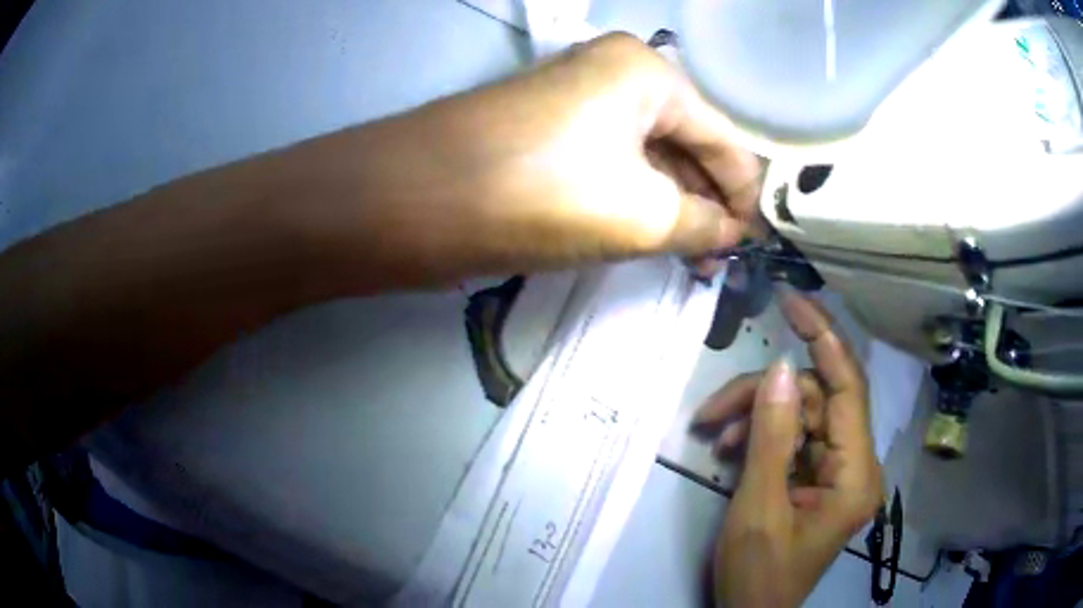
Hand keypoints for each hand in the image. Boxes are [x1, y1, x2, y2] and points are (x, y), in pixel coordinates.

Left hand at [285, 32, 762, 286]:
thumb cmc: (537, 193)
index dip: (744, 199)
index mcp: (648, 73)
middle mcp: (617, 74)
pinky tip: (650, 236)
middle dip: (707, 204)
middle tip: (717, 263)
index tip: (749, 249)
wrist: (412, 198)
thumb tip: (730, 234)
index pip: (725, 141)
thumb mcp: (639, 214)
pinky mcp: (550, 130)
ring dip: (673, 207)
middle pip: (688, 144)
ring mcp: (579, 100)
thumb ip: (700, 224)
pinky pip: (614, 164)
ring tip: (689, 259)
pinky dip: (636, 200)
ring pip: (651, 157)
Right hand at [693, 290, 882, 606]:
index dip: (824, 338)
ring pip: (800, 416)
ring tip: (714, 436)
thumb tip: (781, 367)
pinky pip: (793, 439)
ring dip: (756, 419)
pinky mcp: (817, 479)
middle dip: (765, 397)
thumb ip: (772, 437)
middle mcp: (854, 465)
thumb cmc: (759, 574)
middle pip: (815, 401)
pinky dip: (761, 438)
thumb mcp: (759, 508)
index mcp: (855, 475)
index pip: (847, 389)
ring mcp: (836, 472)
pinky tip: (730, 451)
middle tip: (713, 411)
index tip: (794, 301)